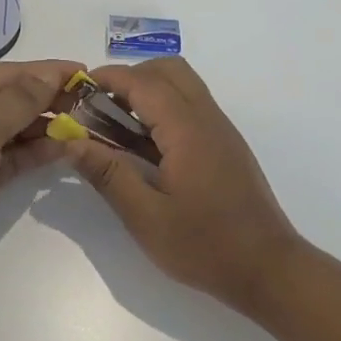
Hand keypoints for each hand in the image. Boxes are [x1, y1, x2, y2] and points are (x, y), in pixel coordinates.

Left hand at [0, 59, 81, 266]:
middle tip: (95, 102)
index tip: (86, 72)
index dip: (49, 72)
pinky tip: (71, 149)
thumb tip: (51, 74)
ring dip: (54, 127)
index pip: (13, 73)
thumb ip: (21, 99)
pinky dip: (44, 152)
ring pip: (24, 128)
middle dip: (55, 99)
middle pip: (20, 99)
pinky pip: (21, 156)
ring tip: (90, 126)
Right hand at [60, 58, 305, 310]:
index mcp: (187, 130)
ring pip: (183, 84)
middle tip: (100, 107)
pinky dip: (164, 108)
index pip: (143, 82)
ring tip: (118, 126)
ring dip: (148, 91)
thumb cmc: (206, 246)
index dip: (108, 78)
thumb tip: (71, 142)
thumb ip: (107, 174)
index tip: (77, 91)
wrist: (270, 270)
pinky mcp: (226, 145)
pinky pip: (192, 106)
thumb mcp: (146, 217)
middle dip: (129, 78)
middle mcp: (207, 119)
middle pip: (168, 70)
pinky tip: (146, 146)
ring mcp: (221, 130)